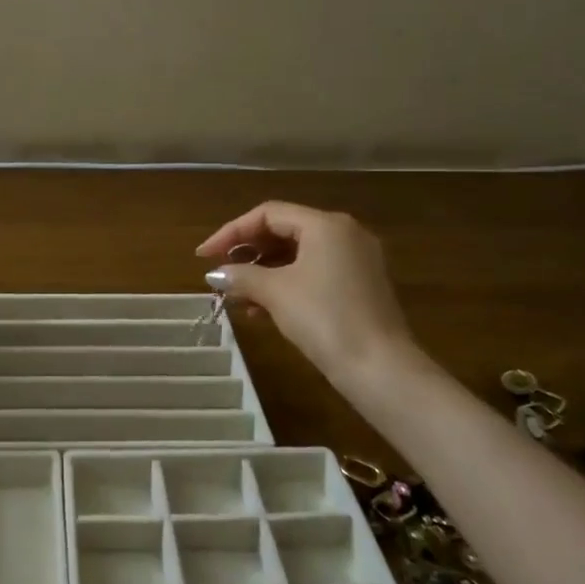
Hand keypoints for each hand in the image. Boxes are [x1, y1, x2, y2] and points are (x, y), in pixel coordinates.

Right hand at [196, 201, 423, 385]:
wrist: (380, 368)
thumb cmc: (325, 318)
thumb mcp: (276, 293)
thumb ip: (241, 276)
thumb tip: (216, 274)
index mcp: (326, 224)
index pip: (268, 215)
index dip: (230, 232)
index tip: (204, 256)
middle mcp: (345, 234)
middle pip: (284, 231)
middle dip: (248, 253)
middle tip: (221, 274)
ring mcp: (356, 261)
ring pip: (298, 255)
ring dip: (264, 272)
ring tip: (237, 296)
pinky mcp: (360, 286)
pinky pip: (313, 273)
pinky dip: (286, 284)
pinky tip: (263, 310)